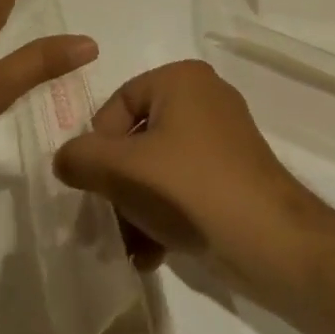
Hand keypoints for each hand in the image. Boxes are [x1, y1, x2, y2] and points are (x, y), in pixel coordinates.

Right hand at [52, 60, 328, 281]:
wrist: (269, 240)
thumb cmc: (190, 188)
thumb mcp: (123, 170)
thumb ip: (81, 158)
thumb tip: (65, 158)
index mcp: (181, 79)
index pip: (118, 102)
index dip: (98, 144)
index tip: (94, 183)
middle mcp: (204, 97)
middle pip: (138, 138)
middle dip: (117, 185)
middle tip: (106, 222)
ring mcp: (223, 136)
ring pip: (158, 167)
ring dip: (136, 207)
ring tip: (130, 247)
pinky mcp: (233, 172)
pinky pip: (183, 185)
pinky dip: (164, 215)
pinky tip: (153, 254)